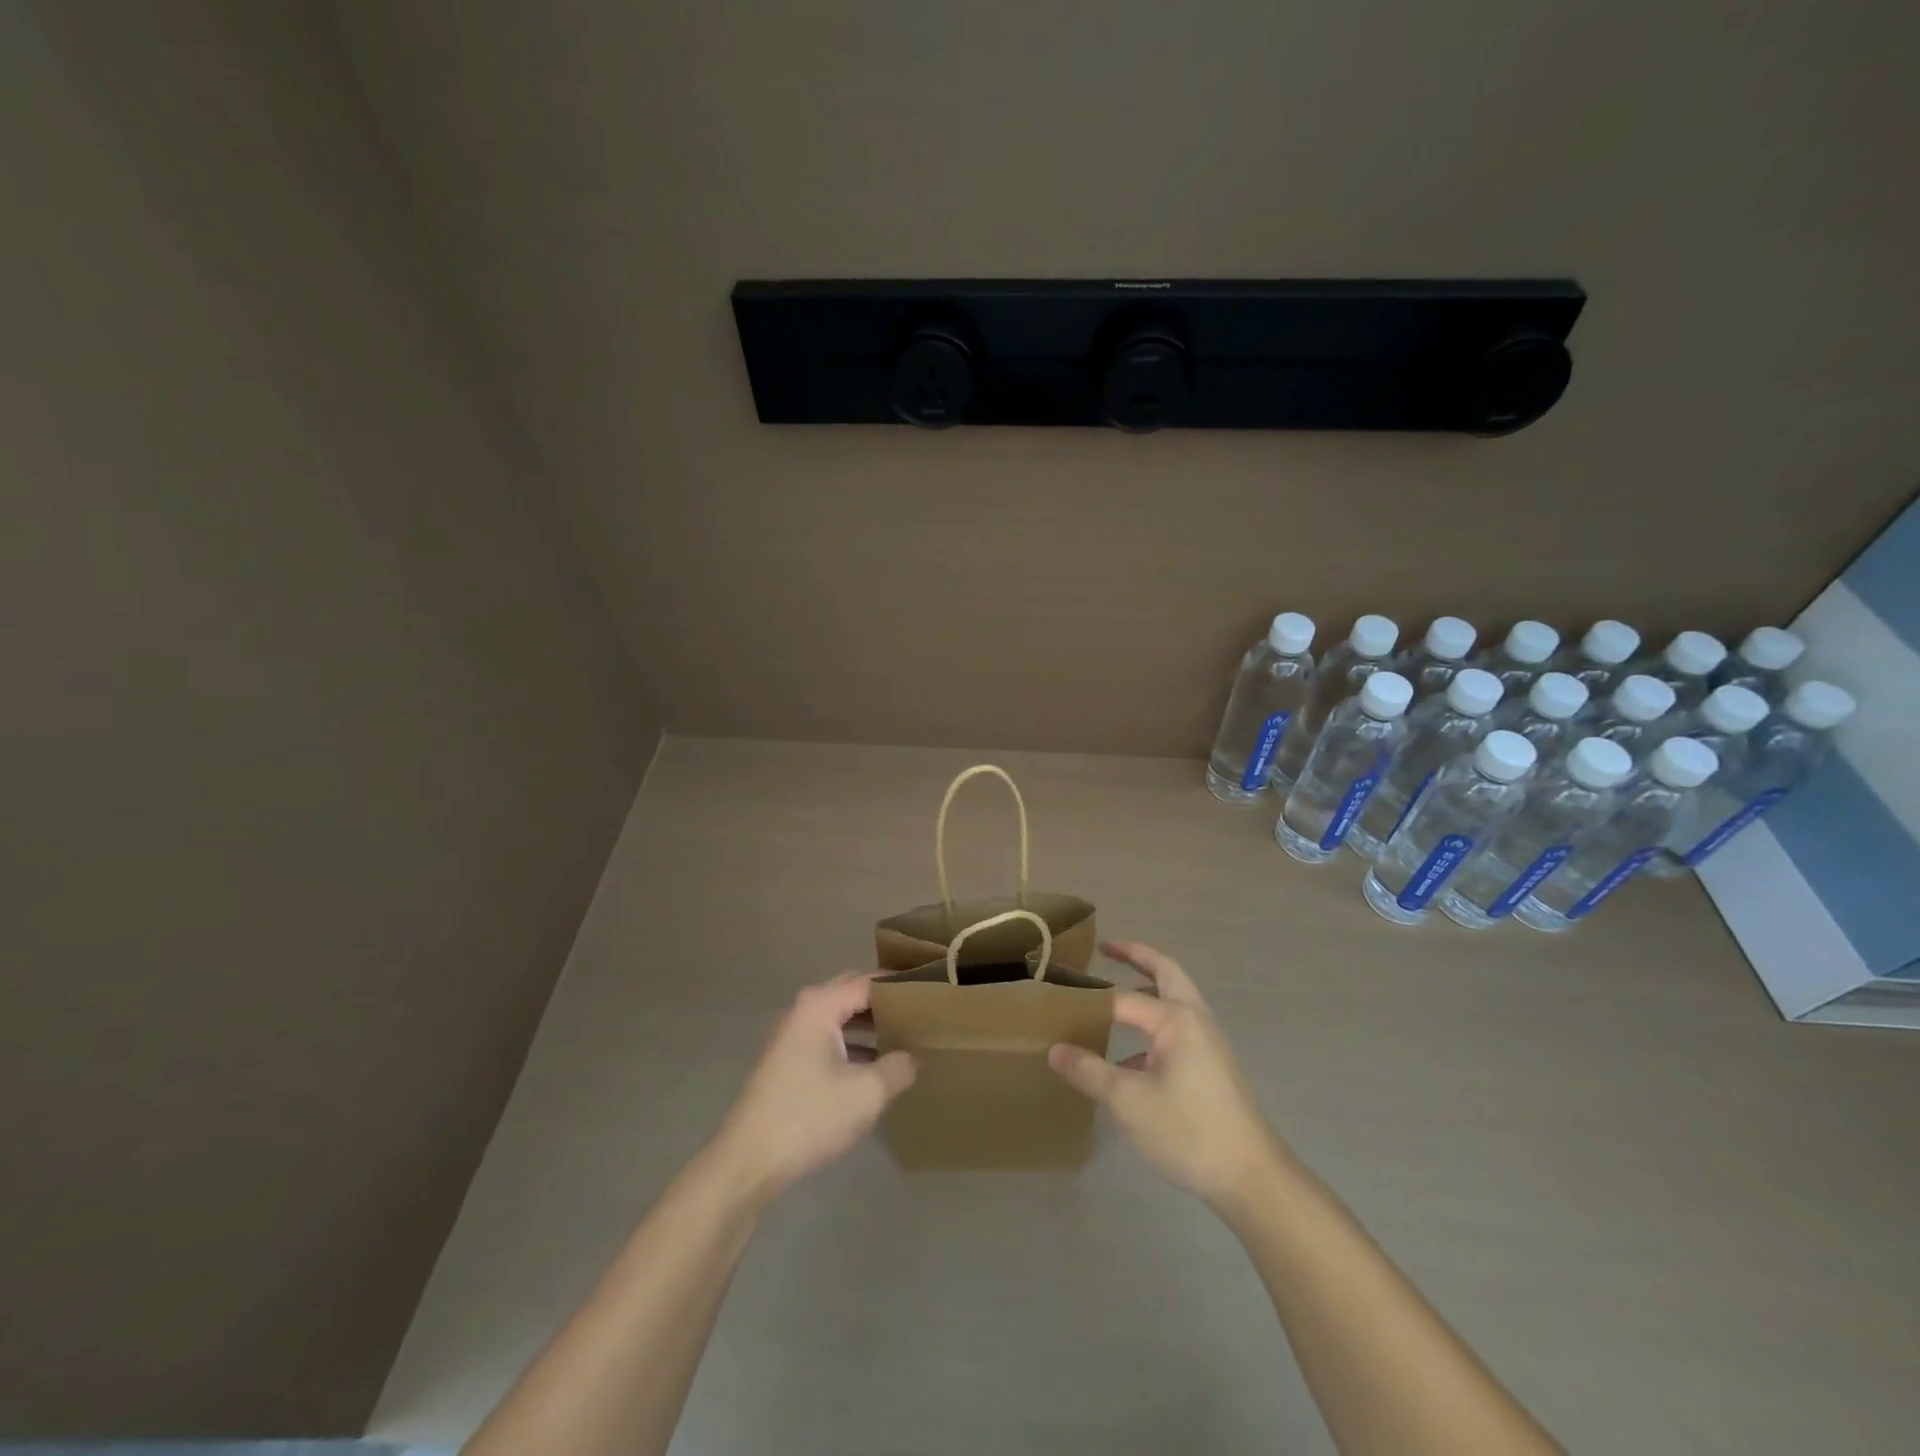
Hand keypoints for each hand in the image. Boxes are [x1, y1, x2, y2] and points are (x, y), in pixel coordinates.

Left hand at [711, 974, 915, 1205]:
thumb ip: (898, 1067)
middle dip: (887, 1002)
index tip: (934, 990)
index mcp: (820, 1005)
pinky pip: (830, 1038)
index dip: (902, 985)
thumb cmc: (809, 1117)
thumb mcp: (866, 1093)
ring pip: (841, 1018)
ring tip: (908, 1036)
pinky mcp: (789, 1062)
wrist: (748, 1162)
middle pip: (853, 994)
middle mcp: (804, 1010)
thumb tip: (913, 1057)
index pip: (870, 981)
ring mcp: (793, 1036)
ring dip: (871, 1025)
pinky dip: (854, 1045)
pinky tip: (878, 1065)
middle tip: (924, 1011)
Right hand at [1048, 942, 1287, 1209]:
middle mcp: (1196, 1019)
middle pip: (1166, 973)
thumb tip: (1055, 1050)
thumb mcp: (1128, 1101)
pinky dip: (1154, 1025)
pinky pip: (1179, 1028)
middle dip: (1136, 957)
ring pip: (1175, 1000)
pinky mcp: (1214, 1065)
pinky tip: (1129, 1058)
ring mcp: (1209, 1042)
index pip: (1123, 998)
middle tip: (1106, 949)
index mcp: (1176, 1019)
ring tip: (1114, 995)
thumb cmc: (1188, 1131)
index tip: (1060, 992)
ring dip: (1148, 988)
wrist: (1252, 1177)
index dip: (1090, 999)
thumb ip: (1089, 1071)